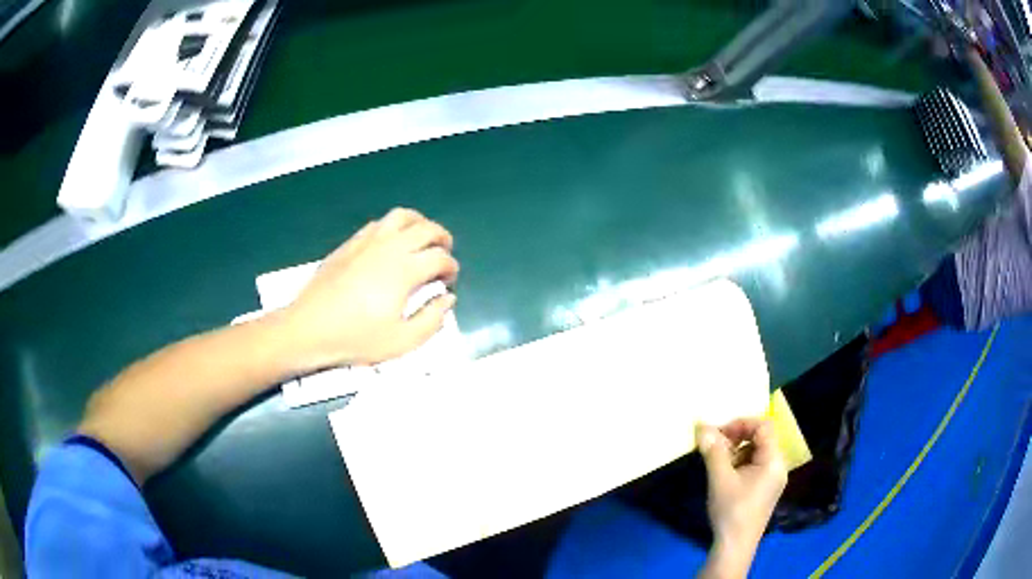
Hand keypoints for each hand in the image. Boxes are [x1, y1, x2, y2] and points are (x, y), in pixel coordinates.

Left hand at [282, 208, 458, 370]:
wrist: (309, 328)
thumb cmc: (356, 338)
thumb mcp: (402, 341)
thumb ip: (432, 319)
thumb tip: (448, 298)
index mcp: (405, 269)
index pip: (440, 257)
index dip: (451, 268)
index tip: (449, 282)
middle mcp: (390, 246)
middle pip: (426, 228)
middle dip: (443, 239)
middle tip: (444, 255)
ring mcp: (367, 241)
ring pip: (402, 216)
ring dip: (419, 224)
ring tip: (421, 241)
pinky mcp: (350, 243)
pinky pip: (379, 223)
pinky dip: (394, 227)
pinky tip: (391, 245)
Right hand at [697, 419, 786, 578]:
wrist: (735, 546)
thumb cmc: (731, 510)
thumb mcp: (720, 479)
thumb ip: (713, 451)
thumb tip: (702, 426)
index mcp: (773, 460)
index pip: (764, 426)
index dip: (741, 424)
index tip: (719, 434)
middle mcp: (778, 465)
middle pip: (761, 438)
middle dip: (737, 438)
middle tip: (714, 447)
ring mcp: (773, 478)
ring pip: (756, 452)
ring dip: (736, 451)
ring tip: (717, 464)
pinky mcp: (765, 489)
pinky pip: (755, 466)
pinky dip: (740, 464)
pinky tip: (725, 477)